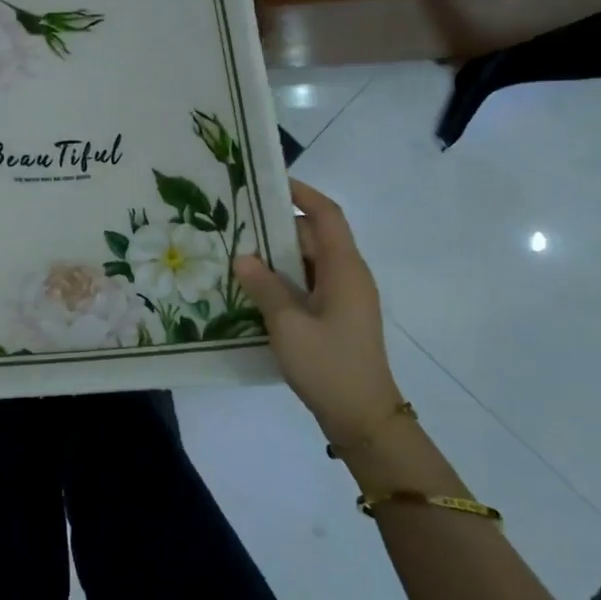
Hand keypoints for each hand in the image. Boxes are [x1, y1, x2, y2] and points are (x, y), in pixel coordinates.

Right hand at [233, 179, 399, 444]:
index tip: (268, 181)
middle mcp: (349, 275)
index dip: (301, 193)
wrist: (364, 419)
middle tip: (236, 223)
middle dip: (277, 227)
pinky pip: (309, 284)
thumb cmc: (329, 366)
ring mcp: (345, 297)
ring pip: (309, 262)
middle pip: (314, 236)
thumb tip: (243, 256)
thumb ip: (264, 287)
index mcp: (345, 269)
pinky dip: (284, 280)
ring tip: (237, 254)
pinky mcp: (337, 316)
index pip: (326, 214)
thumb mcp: (288, 325)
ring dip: (277, 257)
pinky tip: (254, 289)